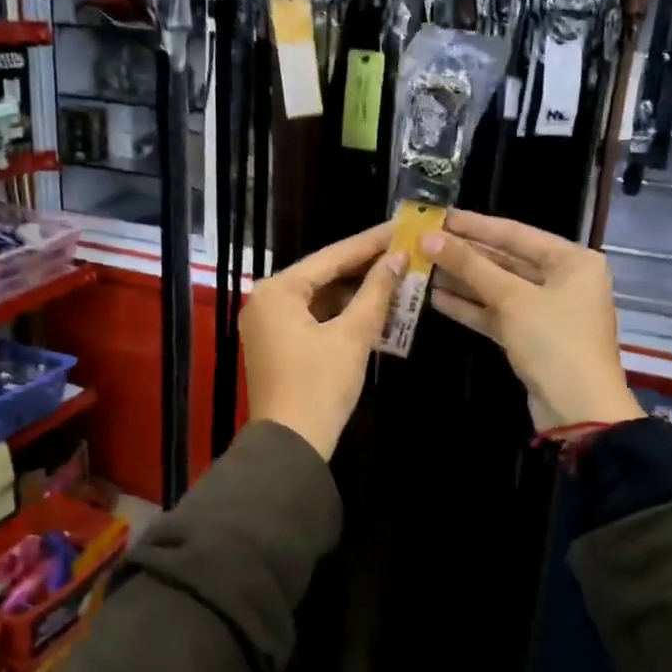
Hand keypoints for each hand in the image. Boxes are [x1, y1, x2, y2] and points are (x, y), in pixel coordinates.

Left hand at [242, 222, 406, 459]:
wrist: (291, 445)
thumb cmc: (320, 385)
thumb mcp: (353, 335)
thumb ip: (375, 292)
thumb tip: (397, 258)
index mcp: (278, 290)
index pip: (332, 256)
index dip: (370, 243)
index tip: (400, 227)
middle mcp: (267, 299)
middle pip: (324, 274)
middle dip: (365, 266)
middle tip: (403, 249)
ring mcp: (270, 322)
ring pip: (321, 297)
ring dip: (357, 291)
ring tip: (397, 274)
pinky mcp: (278, 343)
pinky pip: (314, 317)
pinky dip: (343, 313)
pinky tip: (375, 307)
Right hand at [424, 210, 640, 431]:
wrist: (578, 410)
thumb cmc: (554, 342)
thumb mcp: (511, 299)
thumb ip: (470, 266)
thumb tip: (429, 237)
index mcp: (572, 260)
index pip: (514, 232)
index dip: (473, 225)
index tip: (438, 216)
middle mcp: (562, 280)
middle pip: (505, 259)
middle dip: (464, 253)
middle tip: (423, 241)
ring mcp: (546, 310)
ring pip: (498, 287)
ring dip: (462, 280)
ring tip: (422, 266)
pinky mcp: (531, 336)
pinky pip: (497, 313)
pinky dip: (470, 307)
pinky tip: (435, 298)